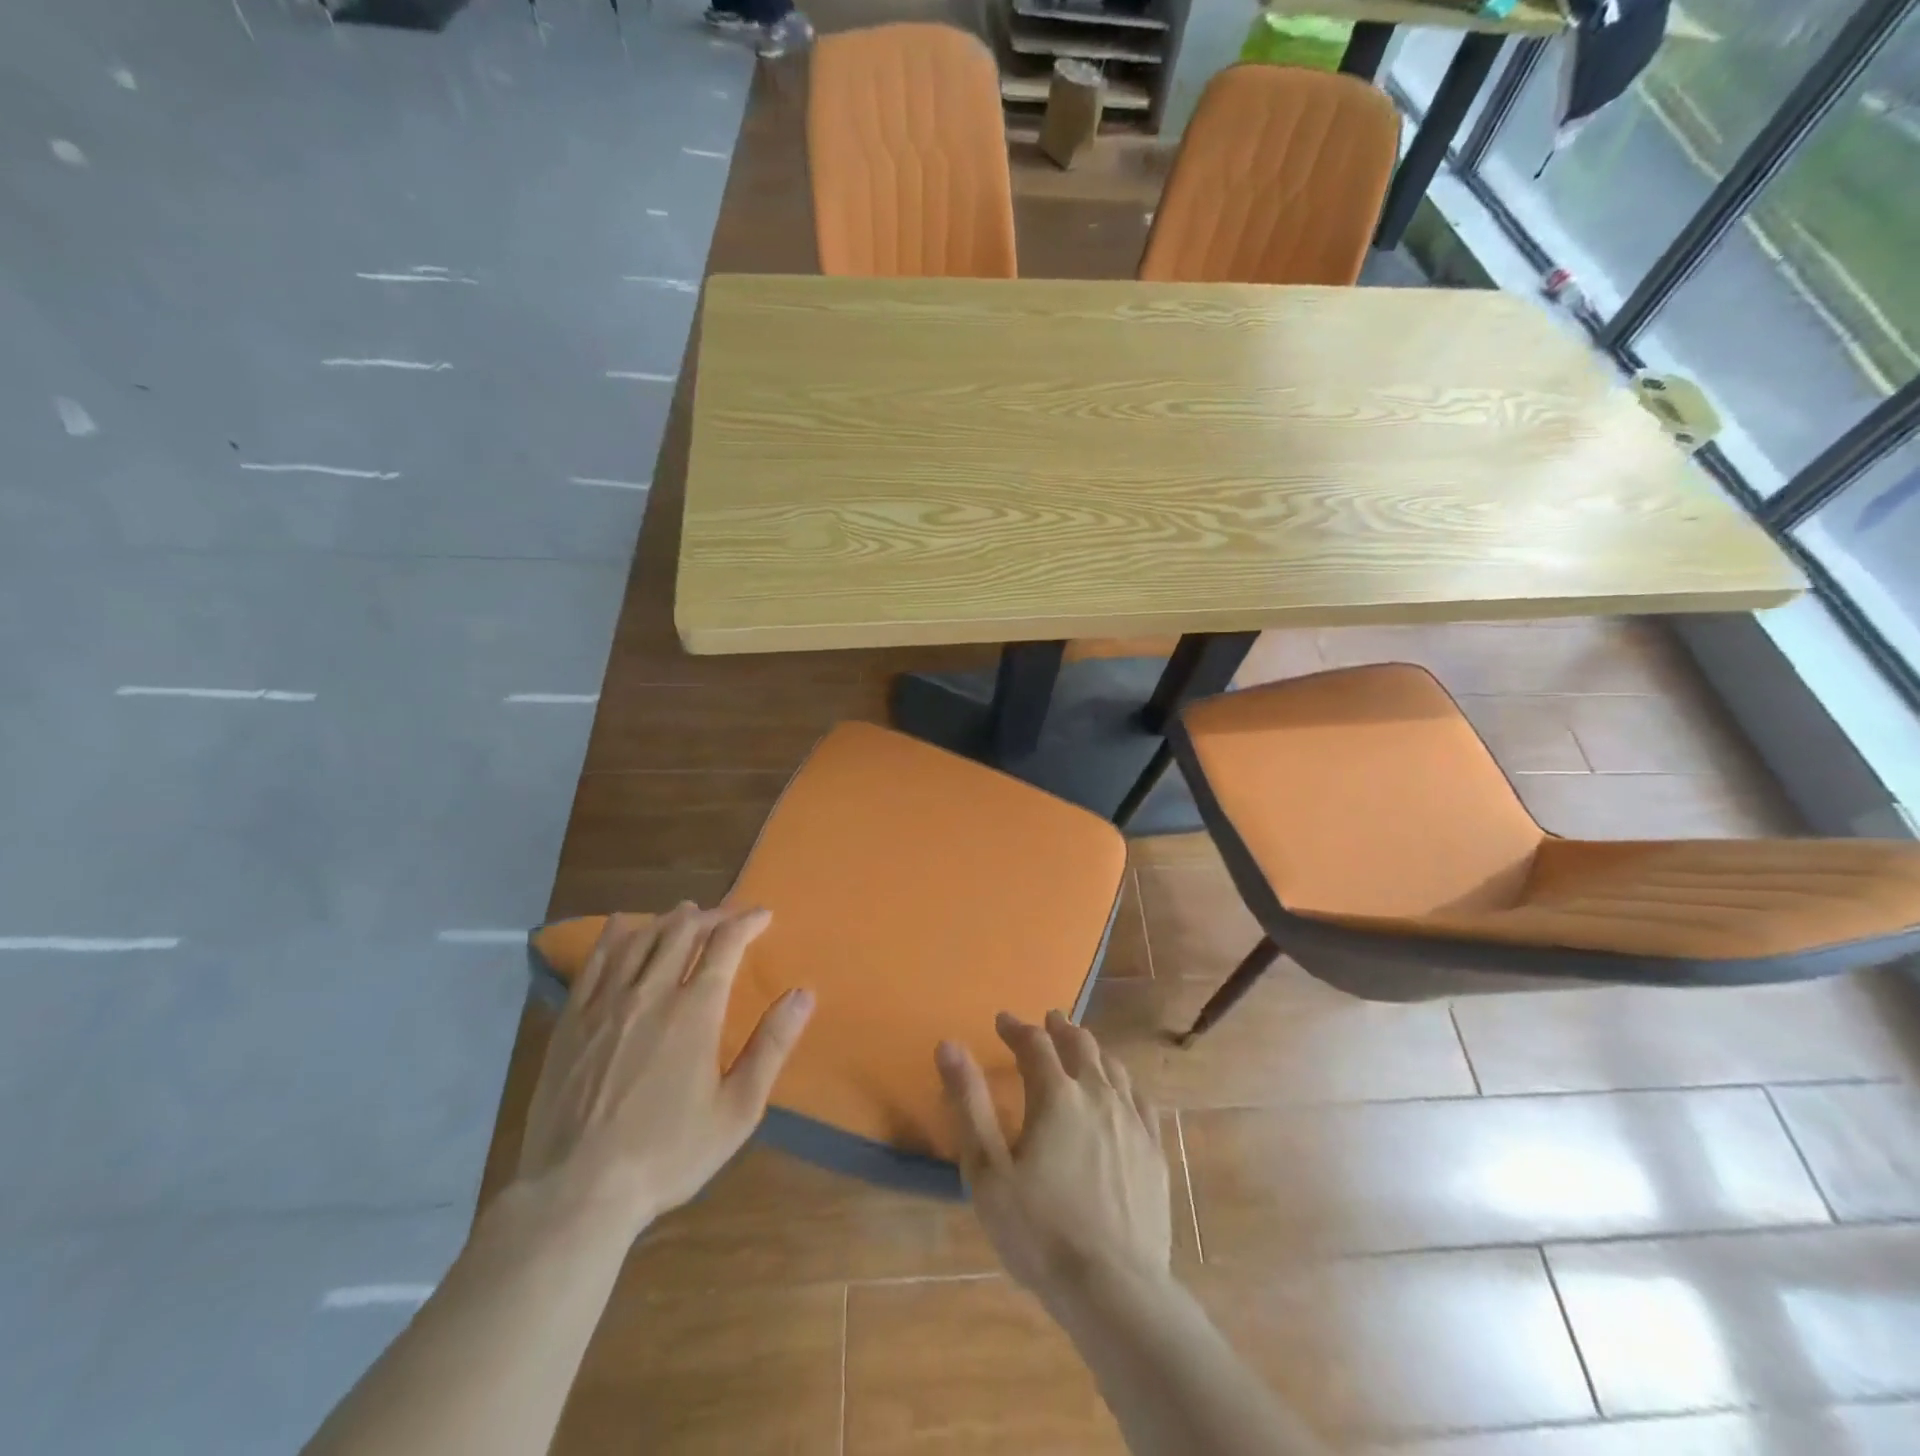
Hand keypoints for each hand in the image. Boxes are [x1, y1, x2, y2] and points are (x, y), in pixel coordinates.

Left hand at [517, 904, 813, 1230]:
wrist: (576, 1193)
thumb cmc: (668, 1154)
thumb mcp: (737, 1110)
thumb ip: (771, 1046)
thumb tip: (803, 994)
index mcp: (694, 1012)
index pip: (725, 945)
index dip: (747, 922)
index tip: (763, 915)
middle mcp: (650, 994)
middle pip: (682, 932)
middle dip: (711, 916)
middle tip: (727, 917)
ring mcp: (605, 1005)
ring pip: (640, 939)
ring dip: (667, 920)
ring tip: (685, 914)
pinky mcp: (571, 1021)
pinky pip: (595, 962)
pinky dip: (614, 936)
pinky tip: (621, 926)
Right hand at [937, 1010, 1170, 1304]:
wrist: (1115, 1289)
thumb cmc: (1040, 1231)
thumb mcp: (988, 1171)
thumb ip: (969, 1103)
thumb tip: (949, 1044)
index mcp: (1056, 1095)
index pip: (1035, 1044)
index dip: (1017, 1028)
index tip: (1002, 1021)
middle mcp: (1098, 1094)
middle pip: (1080, 1045)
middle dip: (1060, 1028)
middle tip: (1048, 1020)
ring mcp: (1133, 1121)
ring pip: (1113, 1066)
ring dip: (1092, 1049)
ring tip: (1081, 1045)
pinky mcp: (1155, 1150)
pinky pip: (1140, 1098)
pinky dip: (1124, 1081)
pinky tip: (1122, 1089)